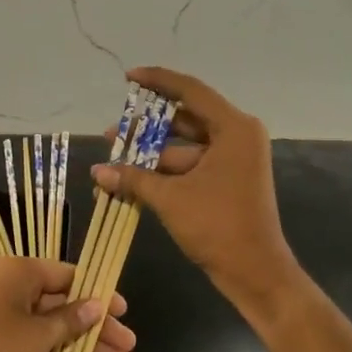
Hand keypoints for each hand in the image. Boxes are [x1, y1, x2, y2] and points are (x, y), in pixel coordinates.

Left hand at [0, 256, 133, 351]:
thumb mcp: (40, 333)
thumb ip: (72, 319)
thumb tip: (98, 305)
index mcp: (20, 273)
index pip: (69, 275)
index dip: (98, 293)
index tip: (124, 311)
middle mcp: (15, 290)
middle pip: (66, 304)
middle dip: (98, 327)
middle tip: (128, 346)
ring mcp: (9, 319)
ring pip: (57, 328)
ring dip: (87, 346)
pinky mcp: (6, 347)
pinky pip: (44, 346)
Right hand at [92, 66, 299, 313]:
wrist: (255, 273)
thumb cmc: (217, 226)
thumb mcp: (170, 198)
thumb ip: (133, 178)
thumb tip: (97, 171)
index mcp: (234, 128)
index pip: (190, 91)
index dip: (157, 81)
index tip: (129, 77)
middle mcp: (237, 136)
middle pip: (186, 118)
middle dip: (148, 126)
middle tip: (115, 129)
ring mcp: (234, 159)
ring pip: (186, 145)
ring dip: (152, 152)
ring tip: (114, 156)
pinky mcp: (228, 179)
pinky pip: (192, 164)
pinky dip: (165, 170)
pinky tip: (133, 177)